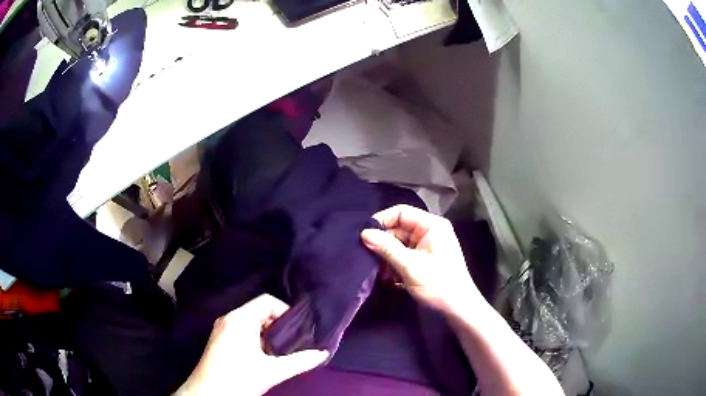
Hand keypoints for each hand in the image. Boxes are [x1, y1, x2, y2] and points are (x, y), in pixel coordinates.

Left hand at [176, 294, 328, 395]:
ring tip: (280, 352)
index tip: (299, 330)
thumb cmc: (239, 378)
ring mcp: (222, 328)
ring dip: (267, 335)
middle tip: (293, 343)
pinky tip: (263, 356)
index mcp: (240, 319)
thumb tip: (323, 353)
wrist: (208, 393)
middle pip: (260, 311)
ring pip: (251, 322)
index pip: (267, 301)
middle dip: (278, 326)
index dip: (286, 312)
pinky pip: (242, 330)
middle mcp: (229, 318)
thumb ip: (300, 361)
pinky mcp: (219, 339)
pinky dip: (256, 339)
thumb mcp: (272, 371)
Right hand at [360, 205, 482, 316]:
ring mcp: (427, 246)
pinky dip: (394, 264)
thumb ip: (387, 248)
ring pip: (399, 244)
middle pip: (398, 229)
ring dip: (387, 257)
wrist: (457, 308)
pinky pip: (404, 255)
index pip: (401, 212)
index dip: (382, 221)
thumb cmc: (438, 284)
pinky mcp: (424, 260)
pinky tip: (387, 277)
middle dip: (383, 244)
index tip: (364, 237)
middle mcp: (429, 231)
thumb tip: (364, 233)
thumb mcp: (410, 265)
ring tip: (377, 271)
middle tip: (366, 258)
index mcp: (431, 225)